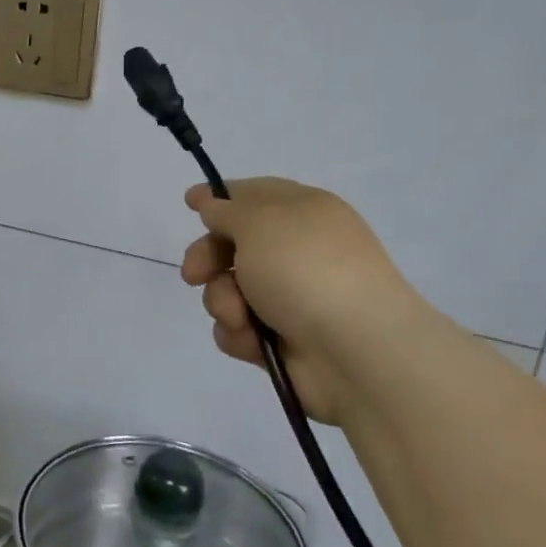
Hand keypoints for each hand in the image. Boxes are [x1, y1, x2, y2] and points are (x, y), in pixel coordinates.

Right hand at [180, 178, 423, 424]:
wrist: (356, 351)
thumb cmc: (306, 270)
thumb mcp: (259, 221)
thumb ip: (227, 209)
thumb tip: (214, 205)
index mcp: (302, 211)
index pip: (254, 195)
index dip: (220, 197)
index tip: (190, 202)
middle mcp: (296, 251)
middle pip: (233, 245)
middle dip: (207, 257)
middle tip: (194, 273)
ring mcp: (290, 297)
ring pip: (228, 290)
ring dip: (222, 301)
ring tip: (239, 315)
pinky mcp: (282, 340)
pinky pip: (239, 329)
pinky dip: (239, 334)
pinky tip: (254, 341)